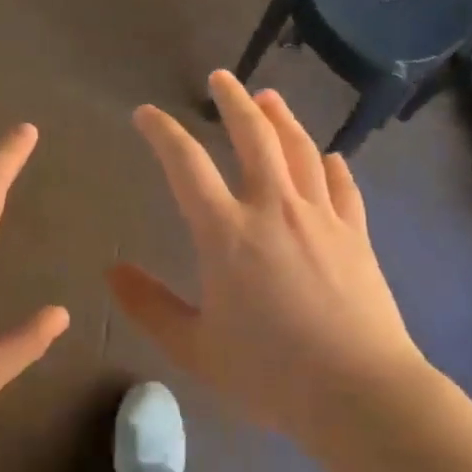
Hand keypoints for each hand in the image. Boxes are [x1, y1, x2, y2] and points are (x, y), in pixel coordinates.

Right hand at [108, 71, 428, 441]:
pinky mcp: (356, 234)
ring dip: (282, 118)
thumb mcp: (195, 348)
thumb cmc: (270, 374)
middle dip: (233, 101)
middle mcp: (274, 209)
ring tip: (269, 98)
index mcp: (226, 233)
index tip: (146, 114)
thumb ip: (150, 306)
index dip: (162, 132)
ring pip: (301, 150)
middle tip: (220, 78)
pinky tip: (331, 156)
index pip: (186, 165)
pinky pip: (343, 186)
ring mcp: (321, 217)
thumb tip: (112, 271)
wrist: (359, 393)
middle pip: (254, 136)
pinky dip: (333, 165)